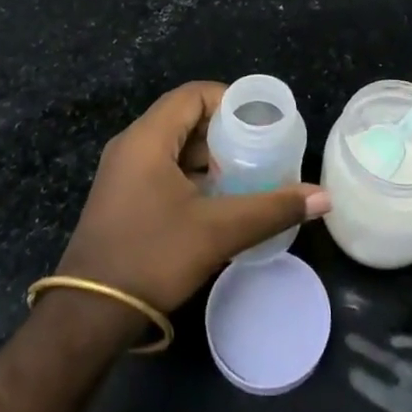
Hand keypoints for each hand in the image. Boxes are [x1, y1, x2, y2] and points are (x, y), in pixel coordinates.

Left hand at [55, 82, 330, 314]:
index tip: (261, 121)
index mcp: (147, 137)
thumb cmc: (151, 257)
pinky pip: (161, 168)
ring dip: (207, 155)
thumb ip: (271, 209)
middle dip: (223, 130)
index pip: (194, 94)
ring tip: (245, 173)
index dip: (230, 100)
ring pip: (173, 145)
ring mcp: (121, 172)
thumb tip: (323, 197)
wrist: (88, 318)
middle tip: (259, 148)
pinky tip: (215, 200)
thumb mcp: (217, 231)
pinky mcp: (120, 198)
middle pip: (184, 117)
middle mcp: (131, 145)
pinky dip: (190, 174)